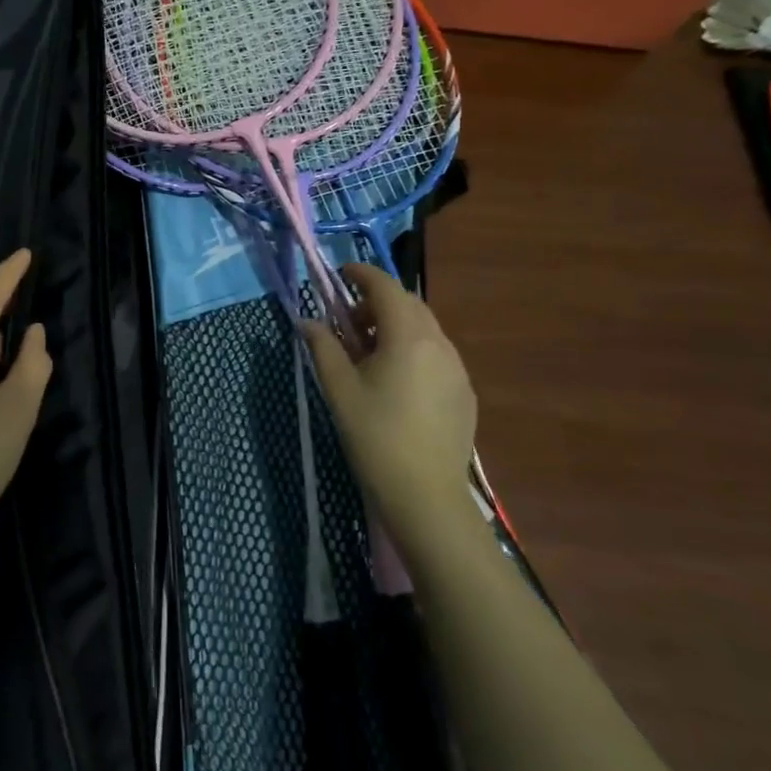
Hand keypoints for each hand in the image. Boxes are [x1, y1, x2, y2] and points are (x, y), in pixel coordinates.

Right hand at [302, 264, 478, 569]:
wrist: (426, 496)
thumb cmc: (374, 437)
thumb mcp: (339, 389)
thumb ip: (323, 347)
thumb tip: (306, 321)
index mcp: (407, 336)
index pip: (385, 287)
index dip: (361, 274)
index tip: (340, 274)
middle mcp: (439, 343)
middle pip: (408, 304)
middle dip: (377, 301)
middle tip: (348, 321)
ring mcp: (457, 368)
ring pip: (425, 329)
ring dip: (395, 325)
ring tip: (368, 353)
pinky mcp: (464, 392)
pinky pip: (436, 354)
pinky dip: (413, 349)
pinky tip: (395, 381)